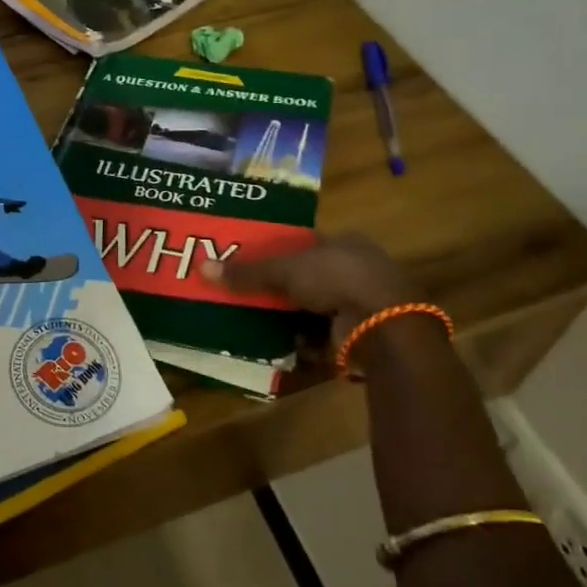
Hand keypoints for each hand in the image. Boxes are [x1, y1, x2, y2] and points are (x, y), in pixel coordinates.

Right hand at [202, 232, 419, 341]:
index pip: (306, 243)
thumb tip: (201, 267)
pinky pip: (325, 335)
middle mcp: (358, 269)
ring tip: (257, 321)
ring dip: (292, 317)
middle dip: (282, 288)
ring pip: (317, 308)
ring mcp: (364, 303)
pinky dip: (305, 341)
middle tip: (247, 294)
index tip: (251, 261)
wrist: (385, 325)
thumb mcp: (285, 270)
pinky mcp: (364, 334)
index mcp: (346, 242)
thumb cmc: (337, 279)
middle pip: (309, 276)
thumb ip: (247, 272)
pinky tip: (280, 344)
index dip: (279, 252)